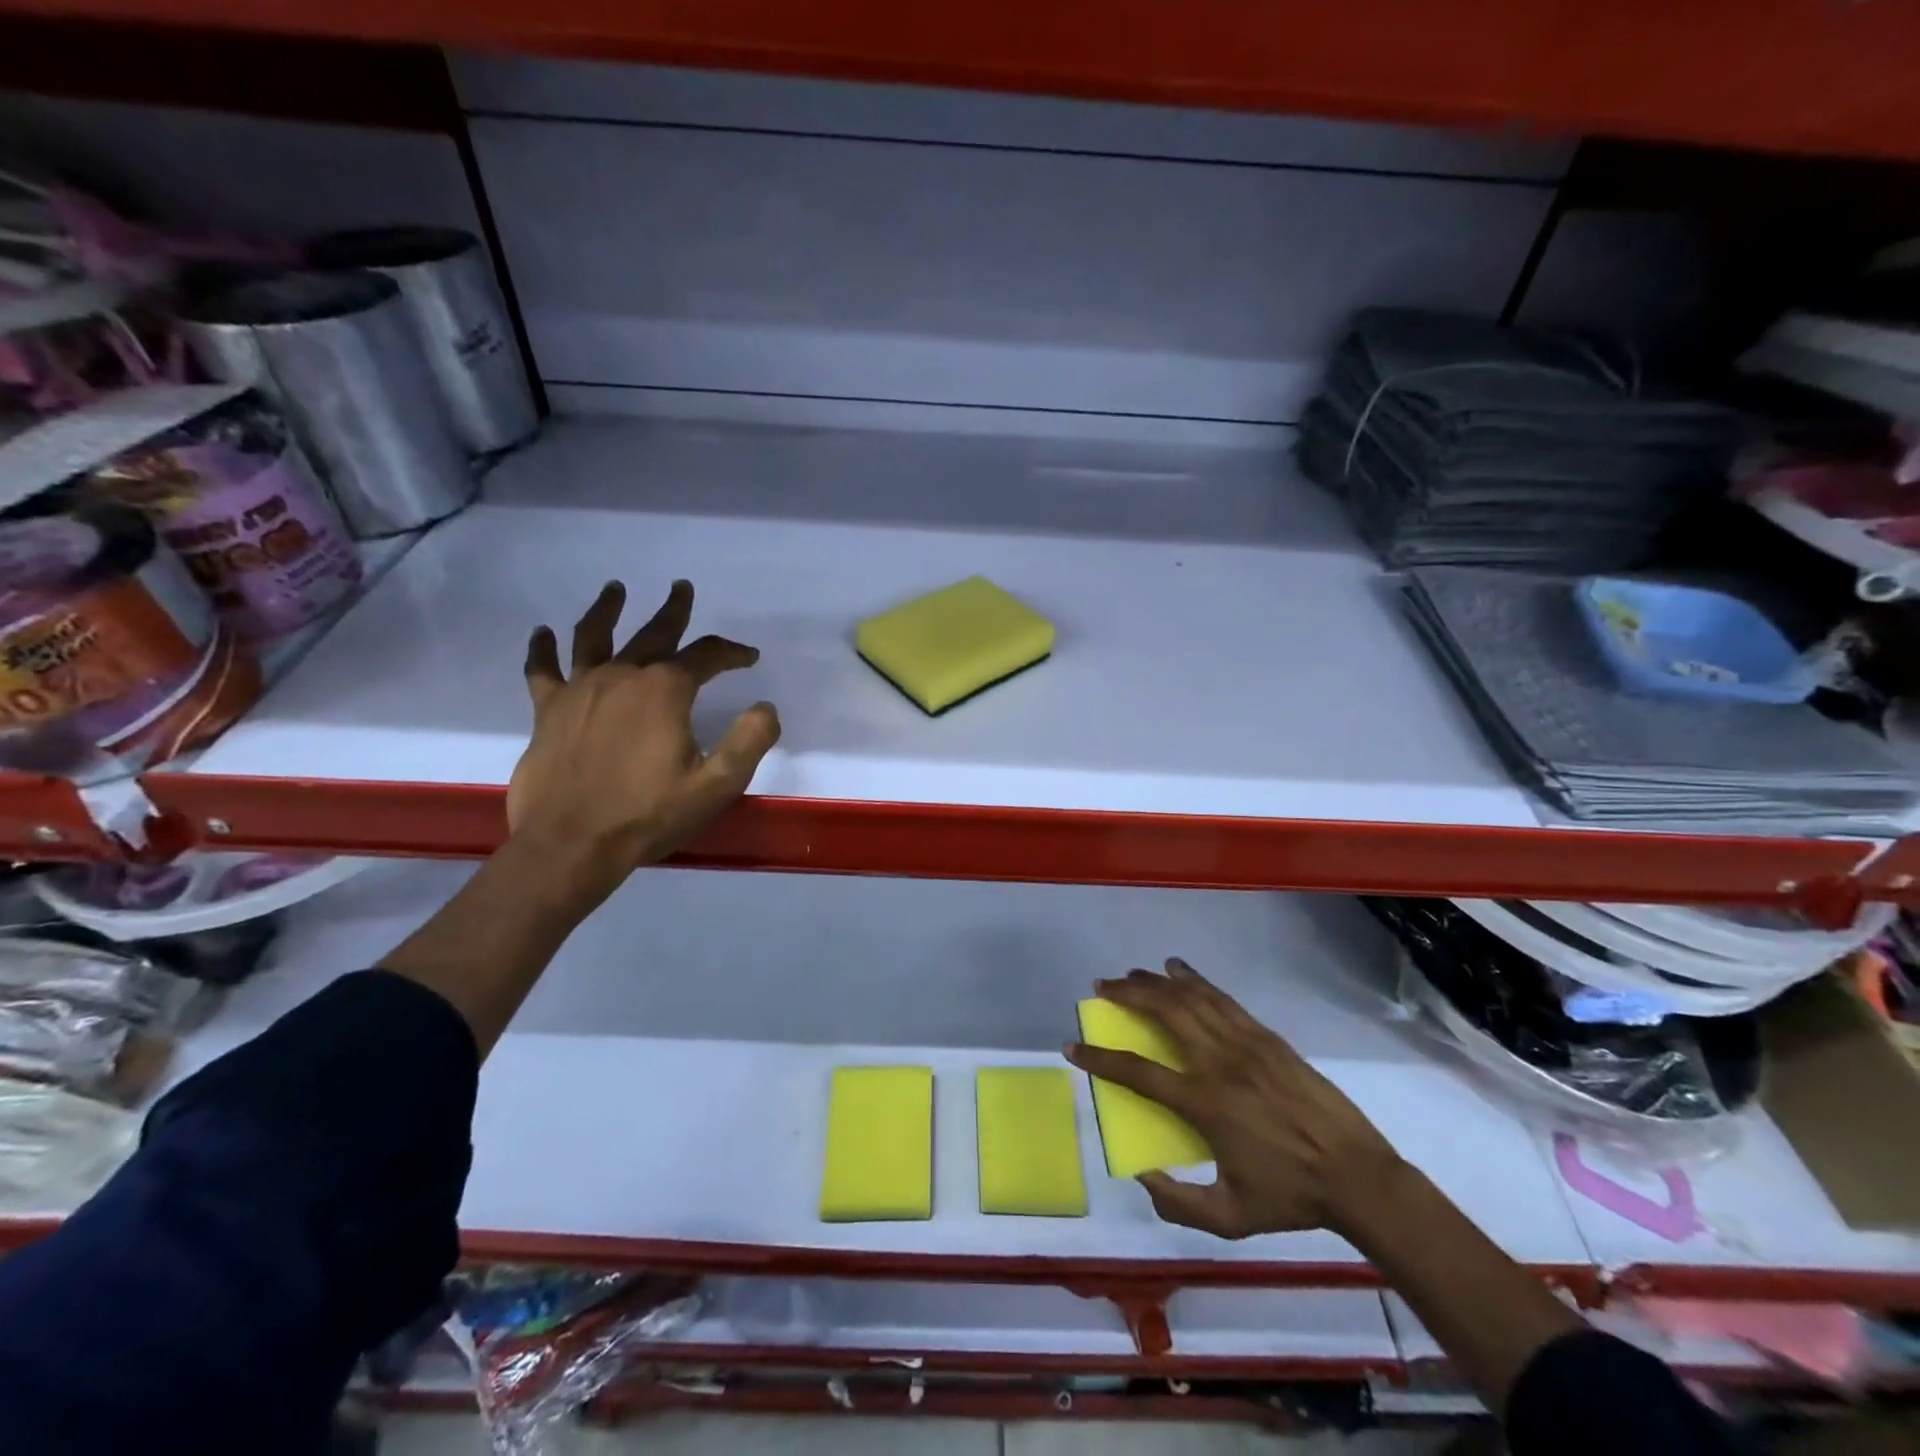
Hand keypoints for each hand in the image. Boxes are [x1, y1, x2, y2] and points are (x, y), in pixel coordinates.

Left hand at [508, 579, 779, 886]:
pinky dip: (541, 649)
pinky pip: (542, 669)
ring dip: (607, 609)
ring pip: (594, 636)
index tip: (749, 658)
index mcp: (665, 691)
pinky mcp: (548, 710)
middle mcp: (622, 676)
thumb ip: (749, 741)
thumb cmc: (650, 814)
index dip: (732, 652)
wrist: (572, 844)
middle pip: (653, 633)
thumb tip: (766, 707)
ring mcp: (580, 689)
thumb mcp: (717, 784)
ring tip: (614, 589)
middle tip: (682, 588)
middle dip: (674, 611)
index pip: (706, 656)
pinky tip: (542, 633)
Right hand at [1065, 958, 1402, 1239]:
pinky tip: (1179, 969)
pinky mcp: (1267, 1037)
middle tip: (1102, 987)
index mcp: (1204, 1103)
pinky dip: (1196, 980)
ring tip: (1131, 974)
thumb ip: (1179, 1203)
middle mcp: (1219, 1062)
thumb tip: (1142, 1174)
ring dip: (1156, 981)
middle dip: (1127, 994)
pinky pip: (1222, 999)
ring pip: (1192, 998)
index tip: (1073, 1045)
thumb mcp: (1230, 1218)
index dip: (1100, 1058)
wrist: (1358, 1177)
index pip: (1139, 1072)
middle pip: (1164, 1012)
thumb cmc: (1291, 1198)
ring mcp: (1245, 1043)